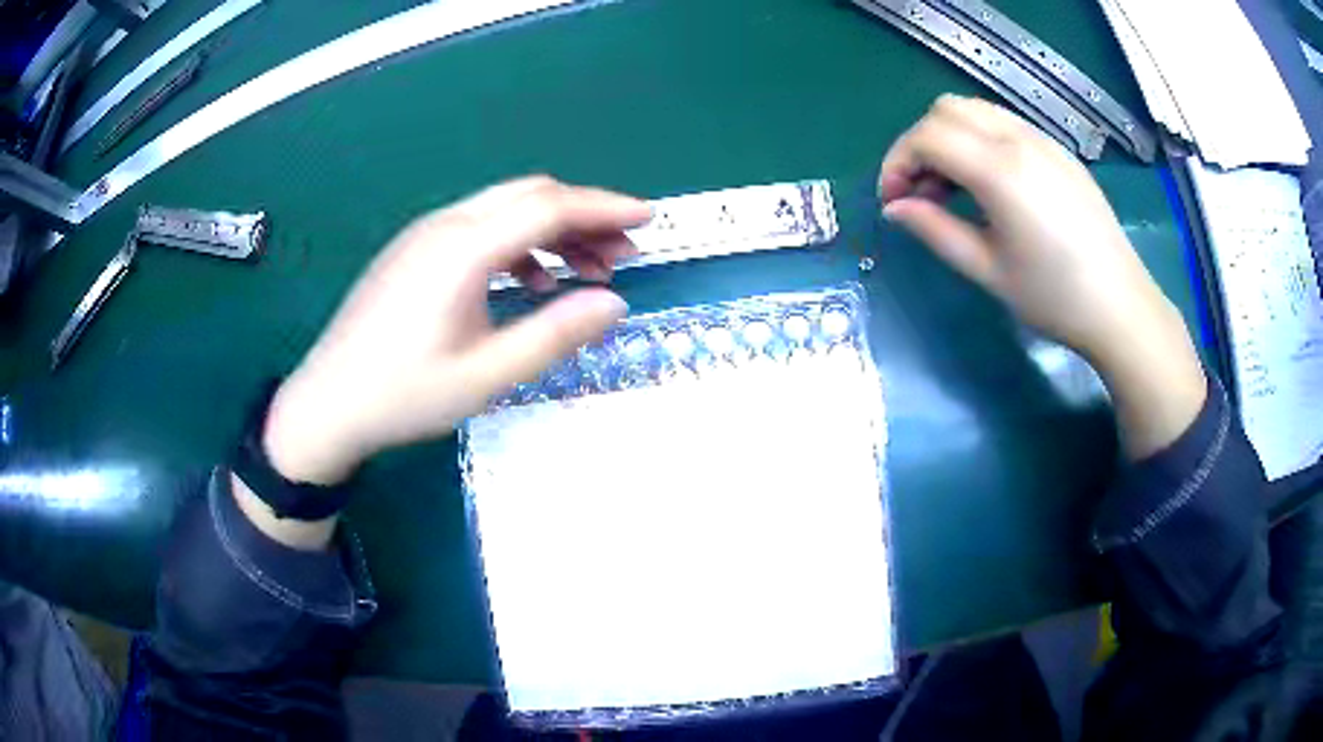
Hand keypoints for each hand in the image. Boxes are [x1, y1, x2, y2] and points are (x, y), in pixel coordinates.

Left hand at [261, 176, 650, 484]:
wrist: (327, 403)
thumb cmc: (404, 394)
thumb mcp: (487, 375)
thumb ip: (554, 335)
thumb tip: (615, 304)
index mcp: (463, 248)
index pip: (549, 206)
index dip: (604, 208)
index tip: (649, 218)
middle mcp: (445, 225)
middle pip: (530, 197)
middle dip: (584, 216)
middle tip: (625, 252)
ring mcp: (425, 235)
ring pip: (505, 211)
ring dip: (552, 232)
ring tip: (587, 273)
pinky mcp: (415, 252)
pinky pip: (479, 230)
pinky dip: (518, 246)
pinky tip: (532, 283)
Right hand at [879, 96, 1204, 456]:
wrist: (1120, 306)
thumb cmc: (1054, 297)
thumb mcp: (987, 270)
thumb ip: (935, 230)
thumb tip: (894, 208)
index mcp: (1000, 169)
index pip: (927, 136)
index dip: (898, 163)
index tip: (893, 201)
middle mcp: (1019, 139)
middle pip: (947, 109)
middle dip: (920, 143)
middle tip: (921, 193)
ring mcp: (1043, 141)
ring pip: (976, 110)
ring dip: (950, 137)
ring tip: (952, 188)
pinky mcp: (1059, 152)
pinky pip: (1005, 124)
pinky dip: (979, 139)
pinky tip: (988, 184)